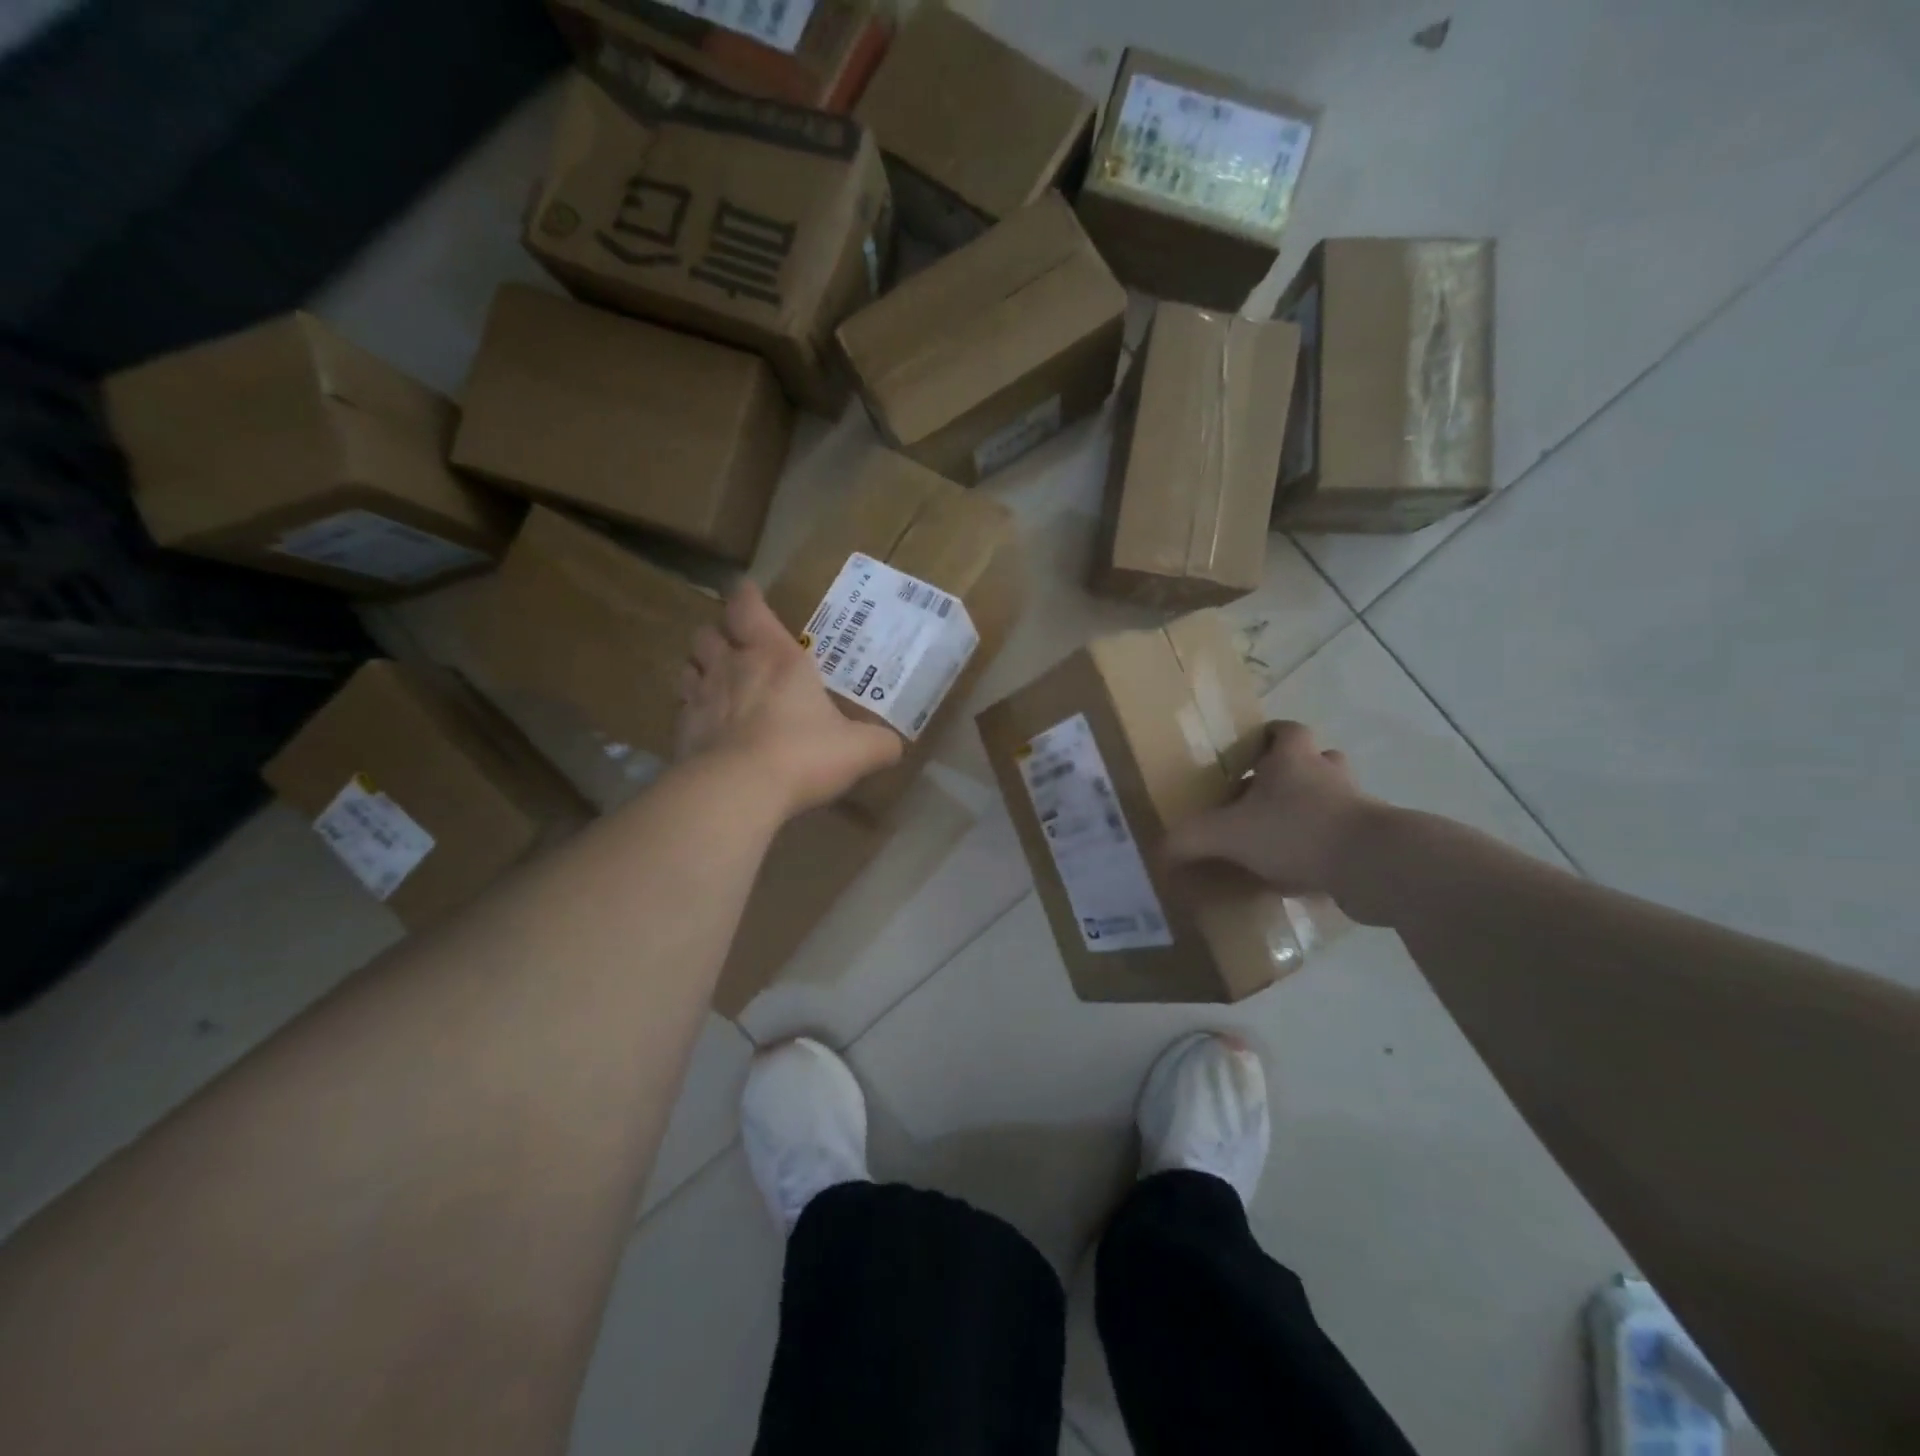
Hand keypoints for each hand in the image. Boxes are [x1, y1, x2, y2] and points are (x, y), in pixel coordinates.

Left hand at [676, 582, 902, 819]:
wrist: (738, 790)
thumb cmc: (803, 754)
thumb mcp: (858, 750)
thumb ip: (879, 743)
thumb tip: (894, 745)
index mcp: (777, 658)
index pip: (749, 608)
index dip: (746, 597)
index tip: (747, 592)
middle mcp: (733, 667)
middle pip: (709, 633)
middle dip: (719, 635)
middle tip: (734, 647)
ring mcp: (701, 698)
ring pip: (688, 666)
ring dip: (700, 668)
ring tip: (715, 682)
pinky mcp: (681, 731)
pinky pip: (681, 708)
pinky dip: (691, 710)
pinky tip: (706, 727)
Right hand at [1163, 721, 1381, 898]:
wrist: (1373, 866)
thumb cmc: (1296, 831)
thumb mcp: (1227, 835)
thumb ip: (1189, 840)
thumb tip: (1158, 851)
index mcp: (1293, 759)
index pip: (1285, 730)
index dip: (1268, 737)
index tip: (1248, 754)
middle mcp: (1328, 774)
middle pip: (1314, 761)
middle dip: (1290, 777)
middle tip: (1261, 799)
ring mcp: (1356, 806)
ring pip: (1331, 799)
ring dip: (1309, 812)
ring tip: (1279, 838)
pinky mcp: (1372, 840)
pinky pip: (1342, 836)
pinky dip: (1324, 848)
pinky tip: (1301, 873)